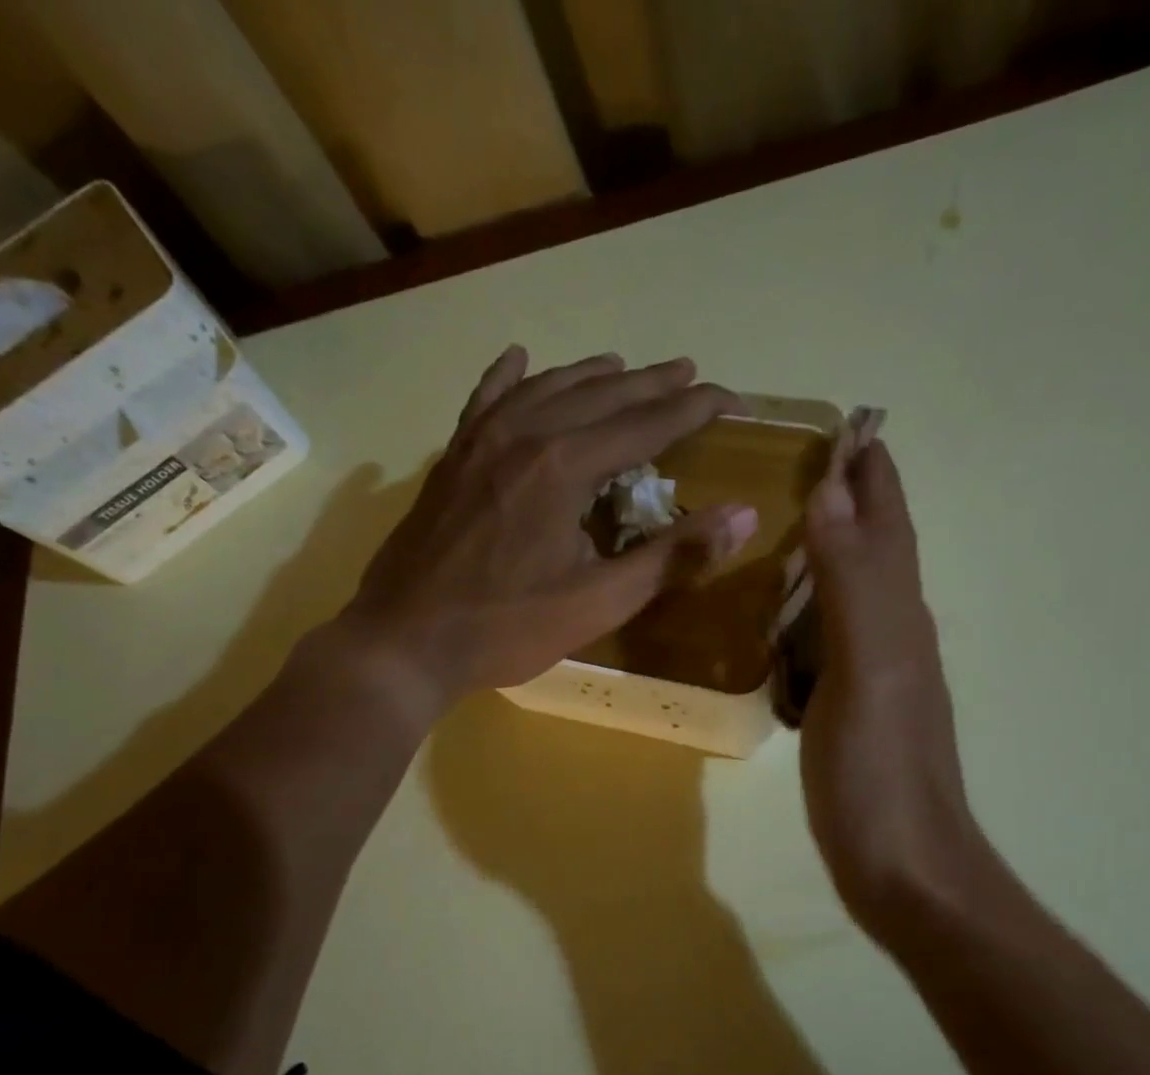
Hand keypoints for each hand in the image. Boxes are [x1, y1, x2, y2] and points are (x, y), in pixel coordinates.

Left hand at [341, 346, 757, 718]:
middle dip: (650, 384)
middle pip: (600, 396)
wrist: (405, 641)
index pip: (646, 424)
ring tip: (622, 365)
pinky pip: (485, 402)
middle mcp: (523, 435)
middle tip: (689, 373)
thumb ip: (673, 556)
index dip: (694, 410)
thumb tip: (744, 515)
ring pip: (545, 390)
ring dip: (590, 375)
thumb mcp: (600, 601)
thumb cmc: (508, 627)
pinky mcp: (451, 460)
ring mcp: (479, 442)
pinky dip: (507, 378)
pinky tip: (520, 359)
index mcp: (564, 466)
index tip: (732, 400)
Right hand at [799, 439, 995, 946]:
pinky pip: (824, 643)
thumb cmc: (882, 772)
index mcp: (899, 616)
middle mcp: (893, 635)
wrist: (905, 870)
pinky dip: (801, 616)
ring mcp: (872, 677)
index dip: (873, 473)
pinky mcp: (850, 712)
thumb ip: (852, 582)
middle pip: (873, 551)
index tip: (846, 424)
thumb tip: (834, 489)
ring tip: (776, 529)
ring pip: (848, 596)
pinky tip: (774, 620)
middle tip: (797, 466)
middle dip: (847, 502)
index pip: (889, 525)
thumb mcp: (868, 668)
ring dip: (823, 556)